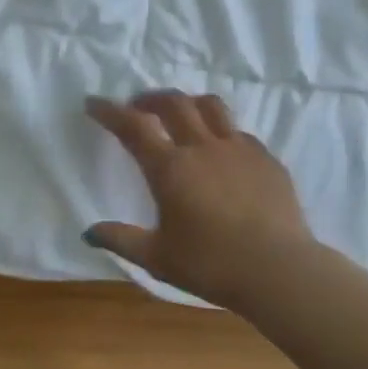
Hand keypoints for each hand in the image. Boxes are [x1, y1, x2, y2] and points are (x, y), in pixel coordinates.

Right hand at [83, 90, 313, 309]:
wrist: (278, 270)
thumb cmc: (211, 265)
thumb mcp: (157, 258)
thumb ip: (121, 240)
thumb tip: (89, 233)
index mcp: (170, 168)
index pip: (133, 127)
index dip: (110, 111)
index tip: (93, 103)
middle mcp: (203, 148)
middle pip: (174, 103)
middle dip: (150, 98)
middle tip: (137, 105)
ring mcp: (239, 149)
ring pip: (211, 106)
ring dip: (188, 102)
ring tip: (181, 113)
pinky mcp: (267, 159)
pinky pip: (239, 132)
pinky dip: (221, 130)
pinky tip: (221, 150)